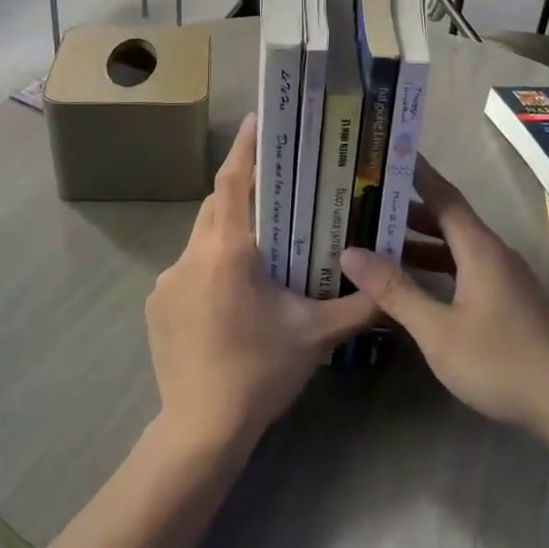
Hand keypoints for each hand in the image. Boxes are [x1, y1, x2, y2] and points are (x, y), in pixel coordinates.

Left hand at [146, 114, 375, 451]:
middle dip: (242, 192)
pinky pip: (187, 270)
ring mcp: (167, 280)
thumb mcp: (317, 335)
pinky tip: (230, 298)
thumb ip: (359, 305)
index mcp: (228, 251)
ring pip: (200, 239)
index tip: (256, 119)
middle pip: (216, 206)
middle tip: (274, 191)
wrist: (201, 427)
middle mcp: (191, 255)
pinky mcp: (156, 304)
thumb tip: (391, 285)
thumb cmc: (261, 371)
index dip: (244, 147)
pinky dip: (209, 268)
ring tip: (258, 252)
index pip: (233, 182)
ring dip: (227, 235)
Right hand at [340, 159, 548, 429]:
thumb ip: (395, 290)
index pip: (444, 196)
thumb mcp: (438, 329)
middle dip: (408, 210)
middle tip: (366, 204)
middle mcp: (494, 254)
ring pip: (456, 247)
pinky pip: (465, 269)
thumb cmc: (501, 361)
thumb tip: (351, 252)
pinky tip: (414, 285)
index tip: (390, 153)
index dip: (418, 173)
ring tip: (378, 243)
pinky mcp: (508, 301)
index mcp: (479, 249)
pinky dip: (436, 267)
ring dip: (420, 242)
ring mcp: (504, 279)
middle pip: (448, 220)